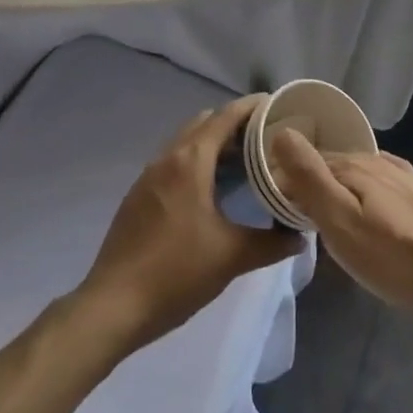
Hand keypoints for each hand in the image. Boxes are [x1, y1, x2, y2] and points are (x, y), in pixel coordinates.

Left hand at [79, 97, 303, 349]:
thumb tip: (300, 235)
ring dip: (213, 144)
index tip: (279, 107)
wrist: (113, 306)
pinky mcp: (138, 195)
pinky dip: (195, 162)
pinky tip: (210, 191)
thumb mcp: (231, 257)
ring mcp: (148, 175)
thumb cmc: (176, 273)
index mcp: (191, 161)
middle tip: (265, 139)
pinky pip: (172, 162)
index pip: (226, 116)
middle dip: (235, 124)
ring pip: (186, 142)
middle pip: (205, 122)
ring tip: (243, 163)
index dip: (253, 107)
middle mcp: (167, 157)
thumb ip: (271, 243)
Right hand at [269, 130, 412, 311]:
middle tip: (296, 220)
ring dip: (337, 189)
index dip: (285, 183)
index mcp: (353, 166)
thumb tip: (281, 132)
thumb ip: (310, 179)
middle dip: (310, 184)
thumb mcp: (342, 222)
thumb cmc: (398, 255)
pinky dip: (363, 194)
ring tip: (327, 219)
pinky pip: (379, 184)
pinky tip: (367, 209)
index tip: (274, 211)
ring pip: (356, 175)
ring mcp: (402, 176)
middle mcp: (376, 162)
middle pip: (332, 166)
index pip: (306, 163)